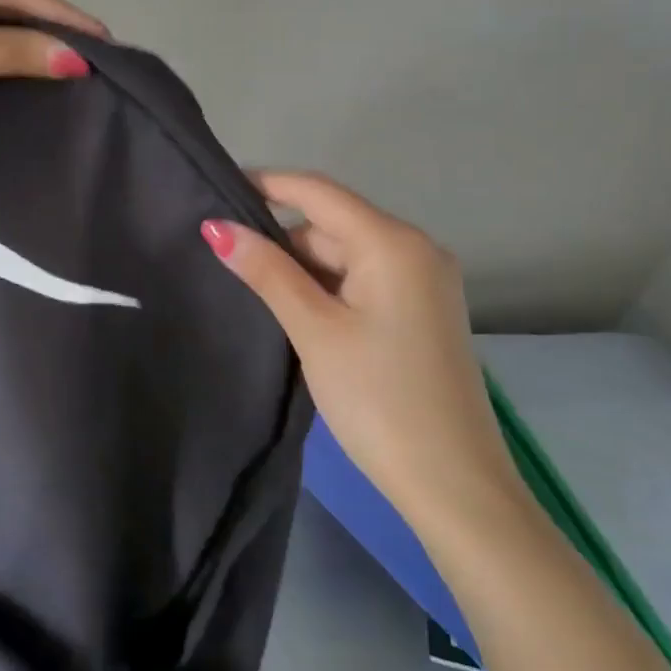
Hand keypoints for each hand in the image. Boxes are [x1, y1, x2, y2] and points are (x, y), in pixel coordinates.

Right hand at [202, 171, 528, 534]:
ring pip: (345, 254)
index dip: (266, 184)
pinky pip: (363, 279)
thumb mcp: (314, 329)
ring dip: (301, 267)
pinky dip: (327, 287)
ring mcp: (423, 282)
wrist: (454, 486)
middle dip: (280, 237)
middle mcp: (415, 250)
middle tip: (223, 255)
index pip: (317, 192)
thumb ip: (266, 271)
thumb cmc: (379, 399)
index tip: (216, 188)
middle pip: (331, 224)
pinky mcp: (421, 311)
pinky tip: (294, 310)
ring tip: (249, 287)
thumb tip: (216, 227)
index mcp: (393, 243)